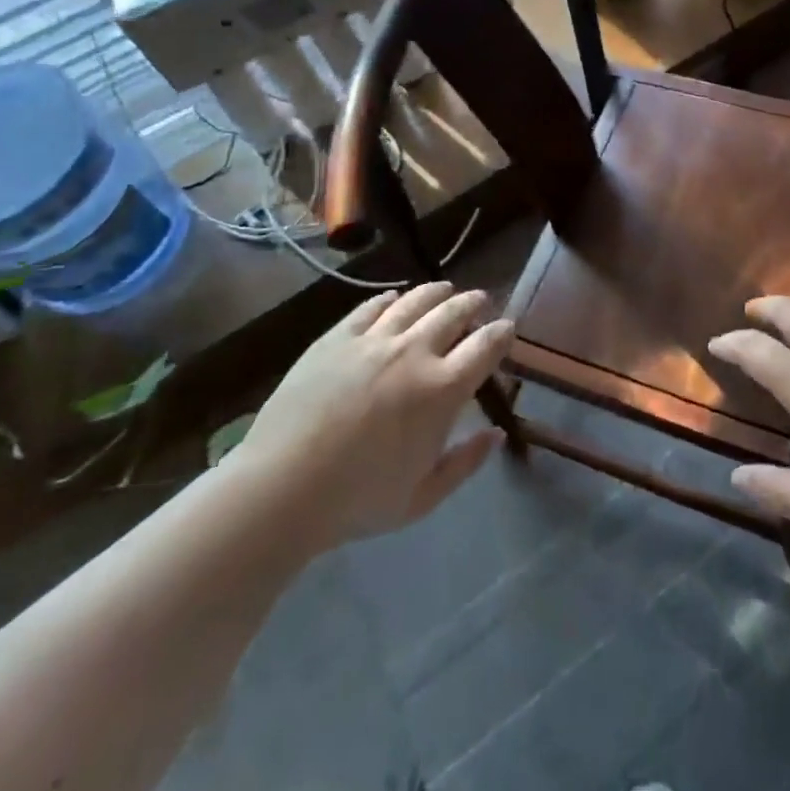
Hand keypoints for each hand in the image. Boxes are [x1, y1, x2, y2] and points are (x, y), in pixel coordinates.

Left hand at [231, 281, 514, 556]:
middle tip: (480, 301)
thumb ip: (465, 462)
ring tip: (445, 289)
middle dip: (473, 303)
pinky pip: (371, 307)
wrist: (282, 489)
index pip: (486, 346)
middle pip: (454, 313)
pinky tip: (394, 298)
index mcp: (443, 389)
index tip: (507, 327)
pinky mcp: (338, 337)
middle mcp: (415, 352)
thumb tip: (496, 435)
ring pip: (416, 301)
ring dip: (437, 292)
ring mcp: (374, 340)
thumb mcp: (422, 497)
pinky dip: (390, 299)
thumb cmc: (358, 501)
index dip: (502, 333)